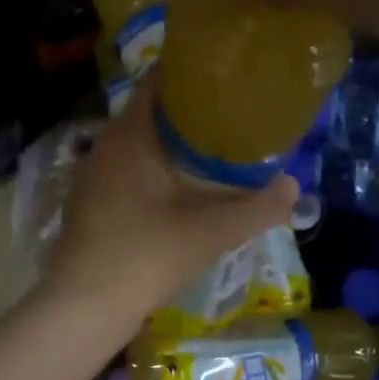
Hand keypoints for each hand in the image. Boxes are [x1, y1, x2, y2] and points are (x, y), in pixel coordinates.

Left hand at [41, 83, 297, 331]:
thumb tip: (293, 187)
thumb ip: (257, 208)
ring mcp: (93, 179)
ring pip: (137, 146)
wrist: (85, 308)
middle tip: (232, 114)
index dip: (193, 72)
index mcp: (130, 136)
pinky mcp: (89, 206)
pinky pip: (127, 173)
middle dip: (190, 111)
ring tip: (213, 150)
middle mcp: (105, 147)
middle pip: (150, 113)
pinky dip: (154, 171)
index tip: (229, 75)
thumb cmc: (147, 257)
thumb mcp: (211, 232)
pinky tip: (179, 191)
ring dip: (171, 145)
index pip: (159, 81)